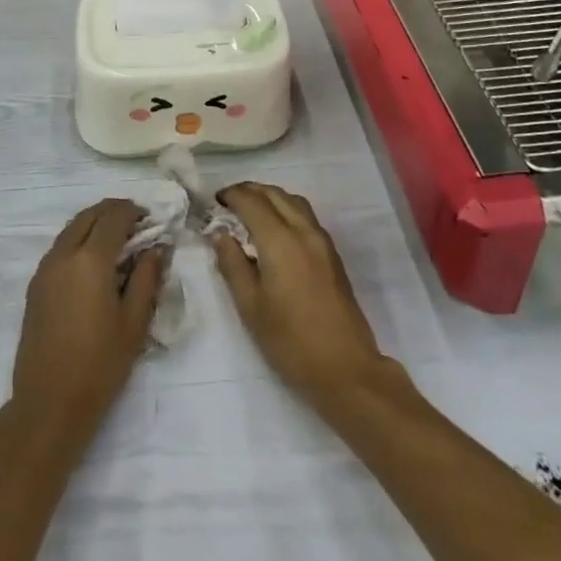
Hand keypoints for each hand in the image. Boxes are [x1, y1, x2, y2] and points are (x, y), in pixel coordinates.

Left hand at [8, 199, 165, 448]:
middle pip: (89, 215)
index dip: (133, 211)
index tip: (150, 218)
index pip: (113, 217)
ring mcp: (45, 268)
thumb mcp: (134, 323)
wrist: (49, 404)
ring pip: (72, 228)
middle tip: (136, 223)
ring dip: (94, 224)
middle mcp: (64, 254)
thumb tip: (156, 247)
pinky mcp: (35, 285)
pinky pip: (60, 246)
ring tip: (117, 240)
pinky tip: (93, 262)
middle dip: (113, 211)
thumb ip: (146, 278)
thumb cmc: (100, 365)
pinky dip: (79, 239)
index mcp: (91, 259)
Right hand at [211, 182, 392, 408]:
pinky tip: (276, 229)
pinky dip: (286, 209)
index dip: (231, 195)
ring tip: (251, 211)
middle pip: (274, 194)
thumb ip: (232, 264)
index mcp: (280, 241)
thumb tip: (220, 234)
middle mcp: (303, 231)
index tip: (214, 201)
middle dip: (249, 191)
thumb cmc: (291, 341)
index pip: (251, 201)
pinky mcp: (332, 253)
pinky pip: (305, 215)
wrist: (346, 369)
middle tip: (228, 202)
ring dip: (270, 197)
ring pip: (293, 201)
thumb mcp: (251, 307)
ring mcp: (322, 240)